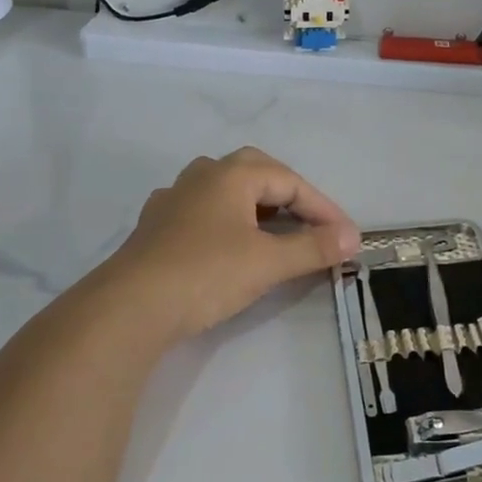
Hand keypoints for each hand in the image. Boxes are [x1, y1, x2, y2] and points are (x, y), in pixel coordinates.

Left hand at [99, 147, 360, 343]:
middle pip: (257, 173)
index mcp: (231, 174)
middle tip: (312, 221)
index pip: (290, 182)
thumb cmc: (206, 274)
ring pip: (226, 190)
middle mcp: (201, 176)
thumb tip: (353, 238)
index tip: (346, 237)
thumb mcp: (268, 263)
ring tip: (275, 230)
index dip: (323, 208)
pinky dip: (228, 221)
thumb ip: (313, 247)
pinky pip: (203, 212)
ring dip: (257, 206)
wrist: (128, 309)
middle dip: (289, 195)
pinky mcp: (155, 227)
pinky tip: (227, 242)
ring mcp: (173, 200)